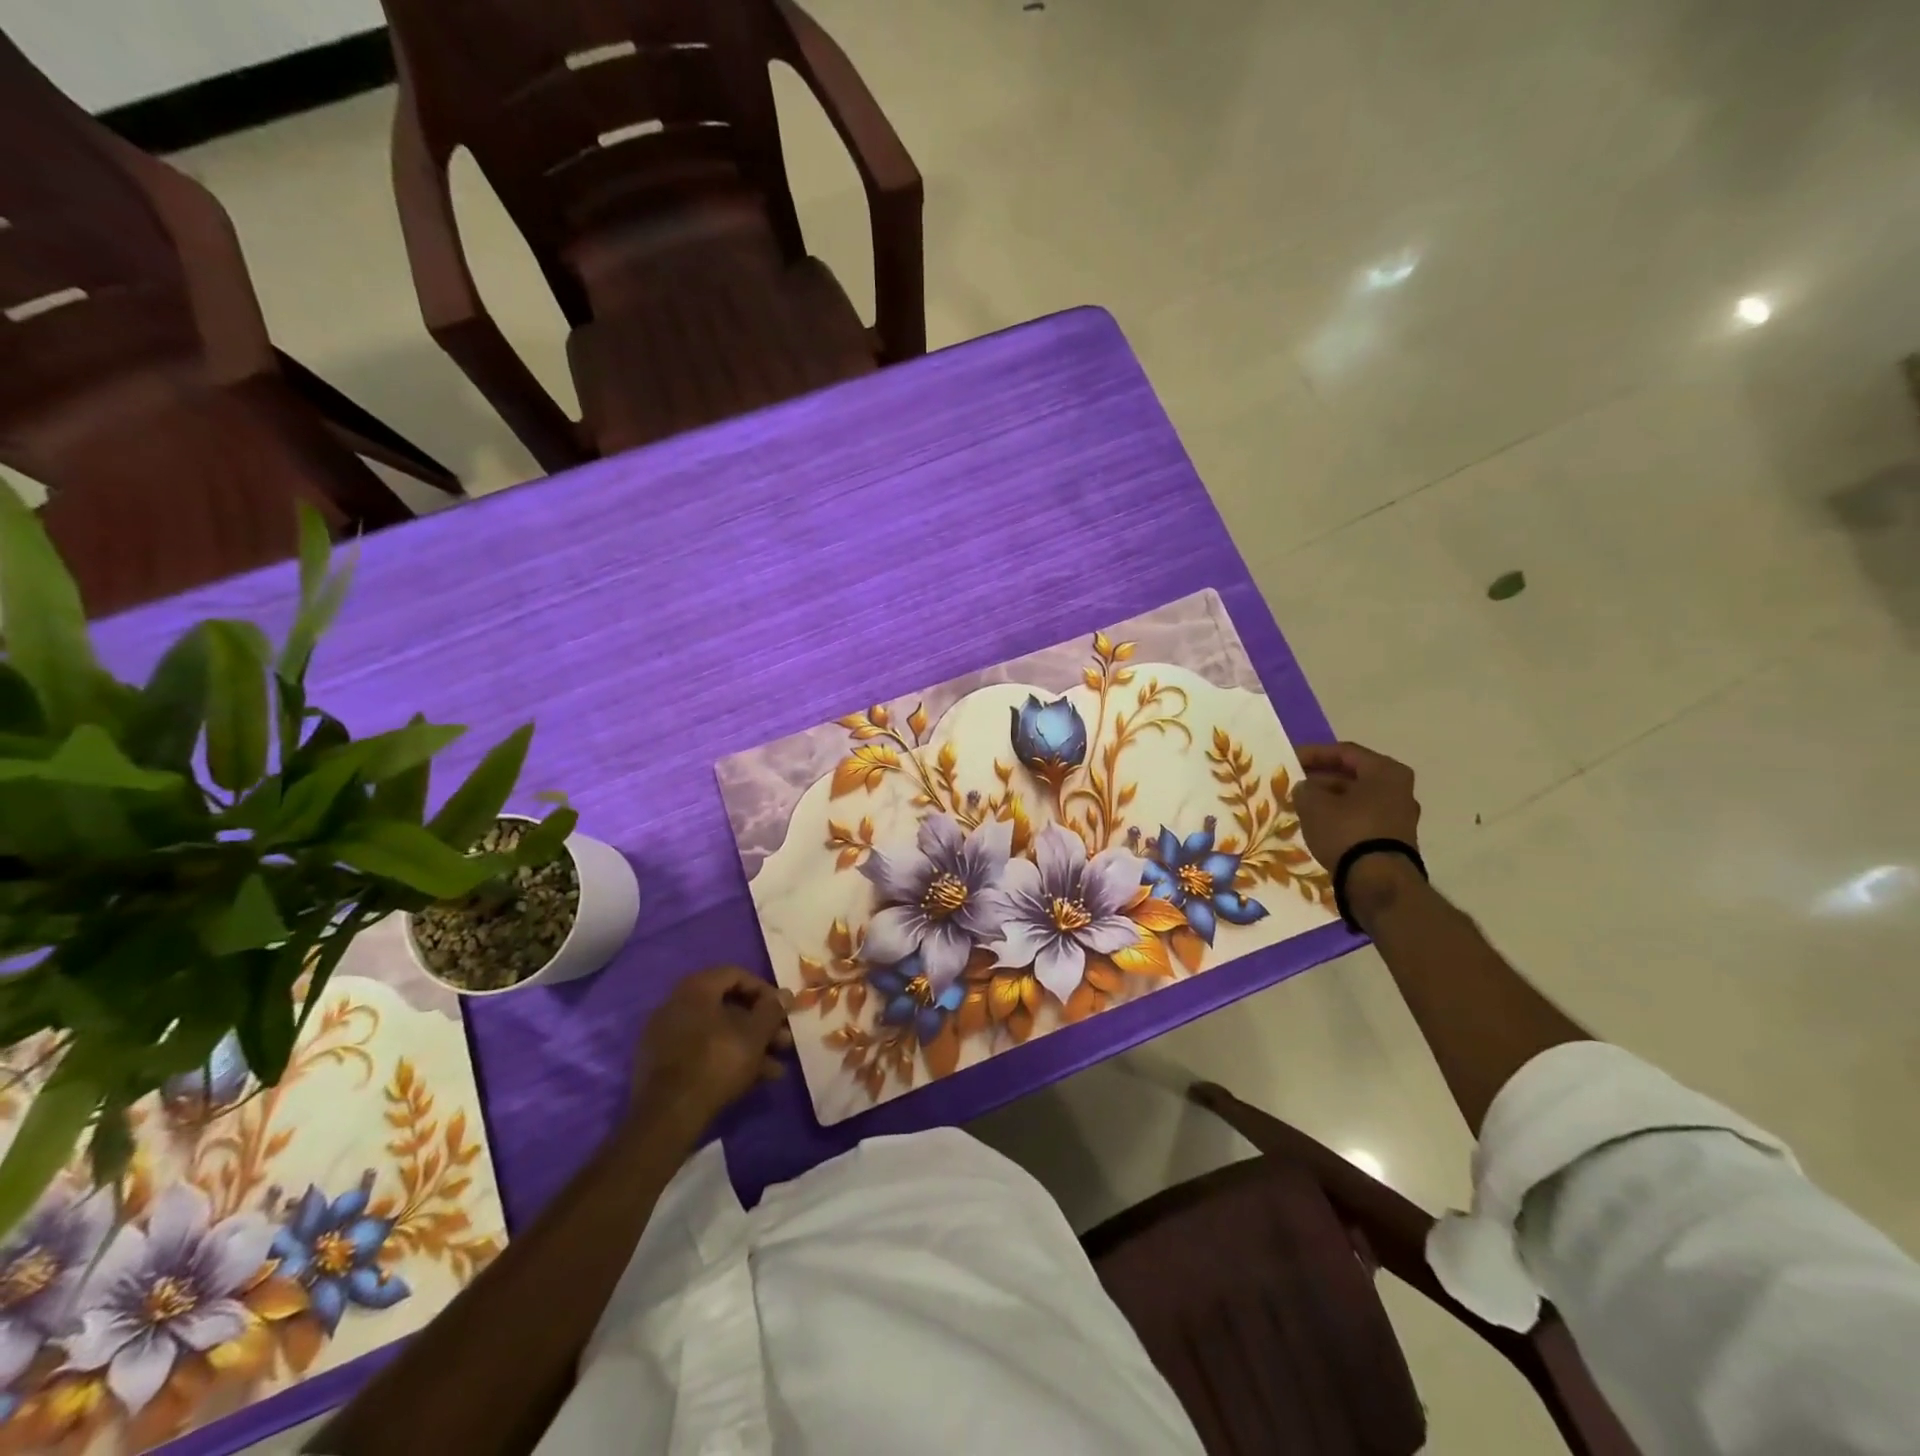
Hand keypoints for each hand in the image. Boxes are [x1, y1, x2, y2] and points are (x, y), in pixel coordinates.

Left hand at [631, 967, 793, 1133]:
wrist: (667, 1116)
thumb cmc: (717, 1062)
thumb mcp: (754, 1035)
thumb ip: (772, 1010)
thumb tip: (785, 994)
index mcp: (696, 988)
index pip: (735, 974)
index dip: (764, 990)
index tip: (782, 1010)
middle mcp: (676, 1004)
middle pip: (727, 1007)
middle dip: (760, 1025)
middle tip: (783, 1041)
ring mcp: (666, 1036)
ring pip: (717, 1033)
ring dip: (749, 1046)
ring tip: (775, 1069)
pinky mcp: (662, 1064)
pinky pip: (701, 1051)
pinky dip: (726, 1059)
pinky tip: (752, 1080)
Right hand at [1293, 741, 1421, 870]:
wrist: (1377, 882)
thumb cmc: (1347, 831)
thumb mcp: (1314, 804)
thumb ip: (1305, 789)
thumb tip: (1305, 788)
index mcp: (1385, 771)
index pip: (1345, 752)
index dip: (1314, 753)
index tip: (1290, 759)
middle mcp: (1399, 789)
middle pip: (1353, 775)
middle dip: (1321, 778)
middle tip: (1294, 782)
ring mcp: (1399, 816)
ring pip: (1357, 798)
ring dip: (1329, 798)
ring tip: (1301, 803)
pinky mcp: (1393, 840)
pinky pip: (1361, 818)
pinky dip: (1340, 816)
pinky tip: (1318, 823)